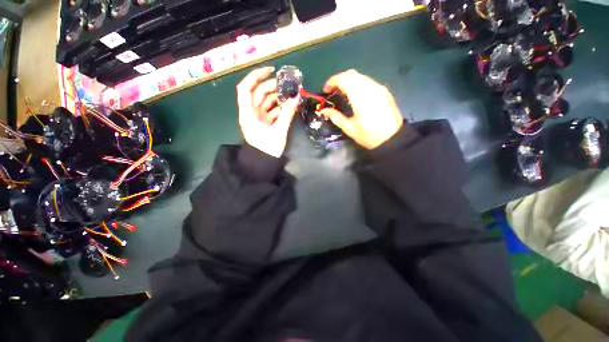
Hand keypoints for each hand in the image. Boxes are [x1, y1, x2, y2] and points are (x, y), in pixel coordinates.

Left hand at [237, 67, 299, 157]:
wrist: (264, 164)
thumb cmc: (268, 149)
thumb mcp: (279, 131)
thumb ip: (287, 114)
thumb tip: (296, 97)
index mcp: (248, 114)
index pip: (246, 88)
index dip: (256, 76)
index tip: (271, 71)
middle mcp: (250, 113)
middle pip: (258, 93)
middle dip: (272, 88)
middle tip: (288, 87)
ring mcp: (257, 118)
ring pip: (265, 102)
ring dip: (277, 98)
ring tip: (290, 96)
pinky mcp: (263, 123)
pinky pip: (270, 110)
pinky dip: (278, 108)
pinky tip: (288, 107)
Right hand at [320, 70, 403, 149]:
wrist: (393, 139)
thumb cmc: (369, 136)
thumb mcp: (349, 128)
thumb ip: (335, 117)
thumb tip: (323, 111)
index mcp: (360, 96)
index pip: (343, 79)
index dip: (331, 82)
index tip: (325, 90)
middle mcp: (370, 87)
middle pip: (351, 74)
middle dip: (339, 80)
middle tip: (332, 92)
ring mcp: (379, 88)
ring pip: (360, 77)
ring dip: (348, 82)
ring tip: (342, 94)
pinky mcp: (384, 91)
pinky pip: (368, 82)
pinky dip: (358, 85)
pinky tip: (355, 96)